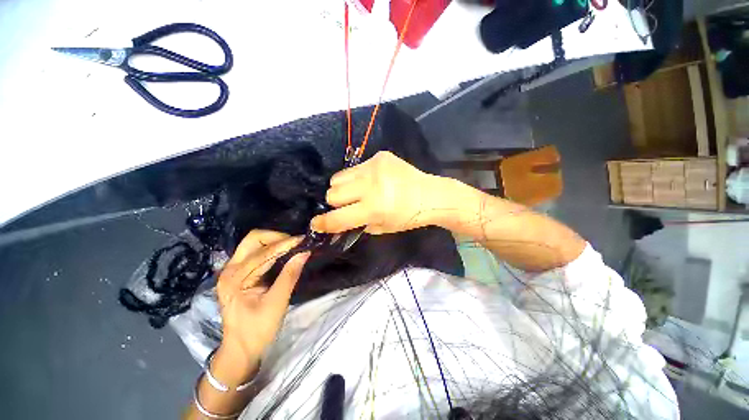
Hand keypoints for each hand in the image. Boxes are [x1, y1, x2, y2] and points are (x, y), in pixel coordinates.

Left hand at [214, 230, 309, 382]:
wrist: (240, 349)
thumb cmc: (257, 330)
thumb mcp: (276, 303)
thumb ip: (289, 275)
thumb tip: (305, 253)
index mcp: (235, 278)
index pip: (263, 252)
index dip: (285, 244)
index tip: (304, 240)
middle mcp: (230, 269)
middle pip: (253, 239)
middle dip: (277, 237)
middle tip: (296, 243)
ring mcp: (232, 270)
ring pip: (255, 244)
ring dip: (275, 242)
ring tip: (294, 247)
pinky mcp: (238, 273)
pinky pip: (256, 253)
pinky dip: (272, 250)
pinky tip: (284, 254)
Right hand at [311, 151, 442, 234]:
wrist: (429, 194)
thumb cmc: (407, 216)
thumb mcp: (382, 228)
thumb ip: (357, 225)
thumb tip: (338, 222)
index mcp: (374, 208)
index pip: (338, 218)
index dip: (323, 223)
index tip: (316, 224)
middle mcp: (371, 185)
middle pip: (332, 194)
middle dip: (336, 203)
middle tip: (347, 205)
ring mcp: (374, 167)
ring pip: (338, 178)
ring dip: (342, 188)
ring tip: (356, 191)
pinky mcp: (379, 156)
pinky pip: (354, 168)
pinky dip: (356, 177)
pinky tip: (371, 180)